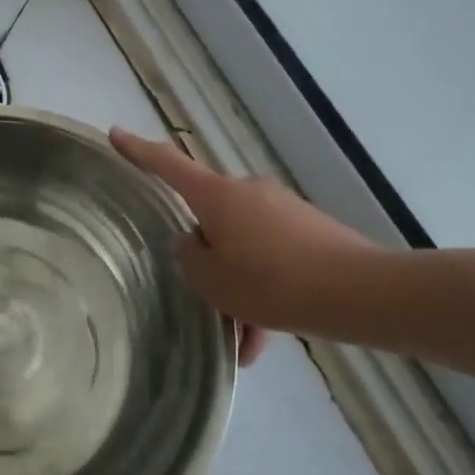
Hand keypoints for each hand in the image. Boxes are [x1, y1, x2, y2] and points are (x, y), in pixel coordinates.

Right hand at [110, 129, 388, 361]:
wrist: (360, 293)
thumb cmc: (271, 282)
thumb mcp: (213, 280)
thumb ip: (190, 259)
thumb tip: (194, 244)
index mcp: (216, 196)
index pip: (167, 165)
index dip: (137, 150)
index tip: (115, 132)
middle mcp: (247, 193)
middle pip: (210, 218)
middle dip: (208, 258)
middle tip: (206, 300)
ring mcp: (281, 210)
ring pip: (244, 247)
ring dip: (238, 287)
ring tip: (242, 341)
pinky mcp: (309, 231)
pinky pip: (273, 258)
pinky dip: (264, 292)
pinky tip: (264, 341)